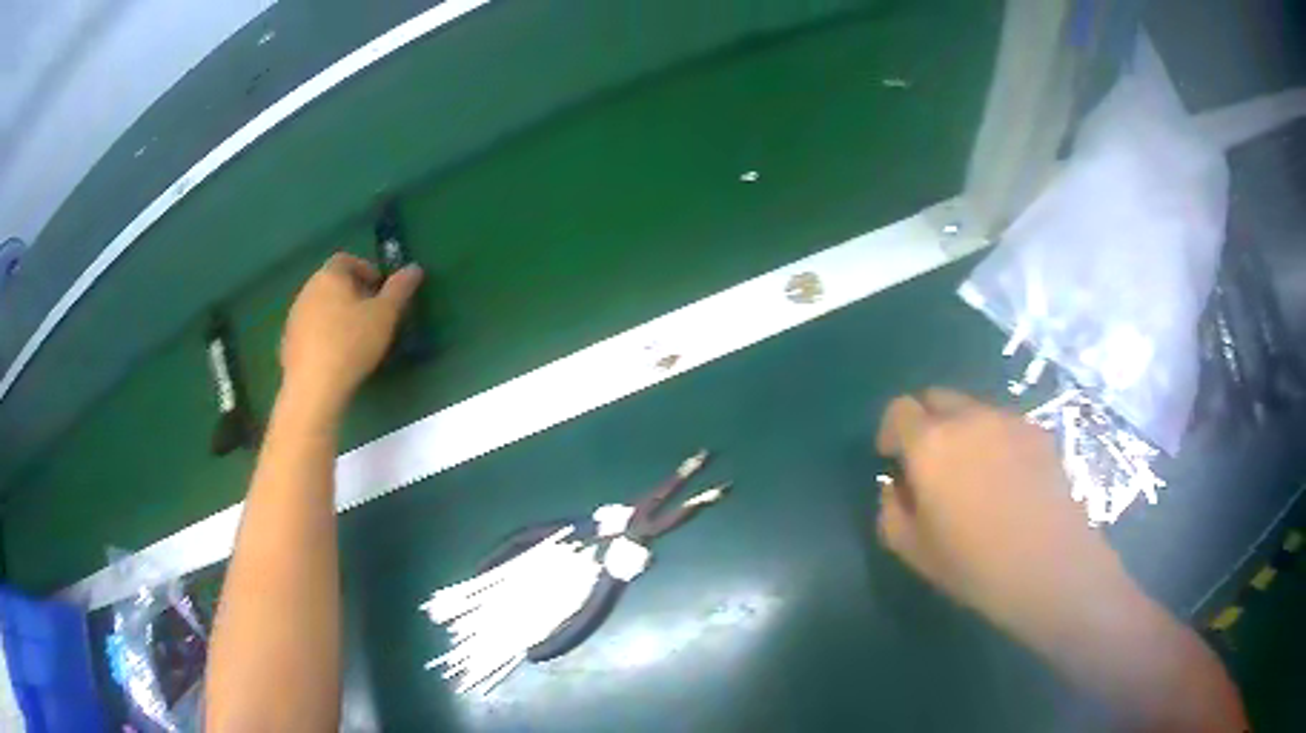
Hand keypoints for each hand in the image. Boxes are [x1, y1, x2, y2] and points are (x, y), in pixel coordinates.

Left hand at [280, 253, 422, 415]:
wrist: (313, 387)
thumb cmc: (352, 343)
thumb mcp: (385, 315)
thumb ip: (400, 289)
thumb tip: (414, 268)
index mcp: (330, 276)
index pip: (347, 260)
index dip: (366, 269)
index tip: (380, 290)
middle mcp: (307, 290)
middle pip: (331, 282)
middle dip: (352, 293)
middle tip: (371, 313)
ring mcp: (294, 317)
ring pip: (319, 306)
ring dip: (336, 314)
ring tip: (354, 337)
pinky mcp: (287, 343)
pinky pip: (309, 330)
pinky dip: (322, 335)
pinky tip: (335, 356)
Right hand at [875, 389, 1134, 633]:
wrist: (1049, 564)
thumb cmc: (974, 565)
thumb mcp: (913, 551)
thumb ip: (891, 511)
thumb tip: (896, 486)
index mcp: (931, 444)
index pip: (900, 410)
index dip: (891, 430)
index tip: (893, 459)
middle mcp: (969, 418)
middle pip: (937, 397)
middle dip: (926, 422)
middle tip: (931, 464)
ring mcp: (1008, 420)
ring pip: (974, 410)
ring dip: (962, 431)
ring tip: (973, 475)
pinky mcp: (1038, 432)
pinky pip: (1004, 425)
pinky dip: (995, 441)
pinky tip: (1007, 481)